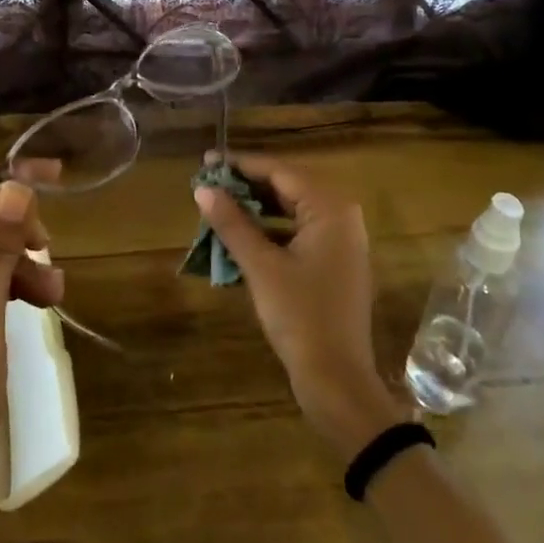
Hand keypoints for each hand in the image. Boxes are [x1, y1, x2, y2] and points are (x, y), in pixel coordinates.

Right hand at [195, 153, 401, 455]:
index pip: (279, 172)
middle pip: (287, 188)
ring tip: (218, 206)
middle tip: (208, 182)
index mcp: (330, 209)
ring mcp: (340, 242)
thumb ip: (232, 223)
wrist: (337, 381)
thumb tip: (203, 189)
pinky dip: (269, 231)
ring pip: (291, 211)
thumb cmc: (301, 316)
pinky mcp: (334, 263)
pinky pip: (297, 233)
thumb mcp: (261, 266)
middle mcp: (341, 217)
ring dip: (255, 209)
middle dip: (247, 185)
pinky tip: (240, 237)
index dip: (241, 164)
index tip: (207, 161)